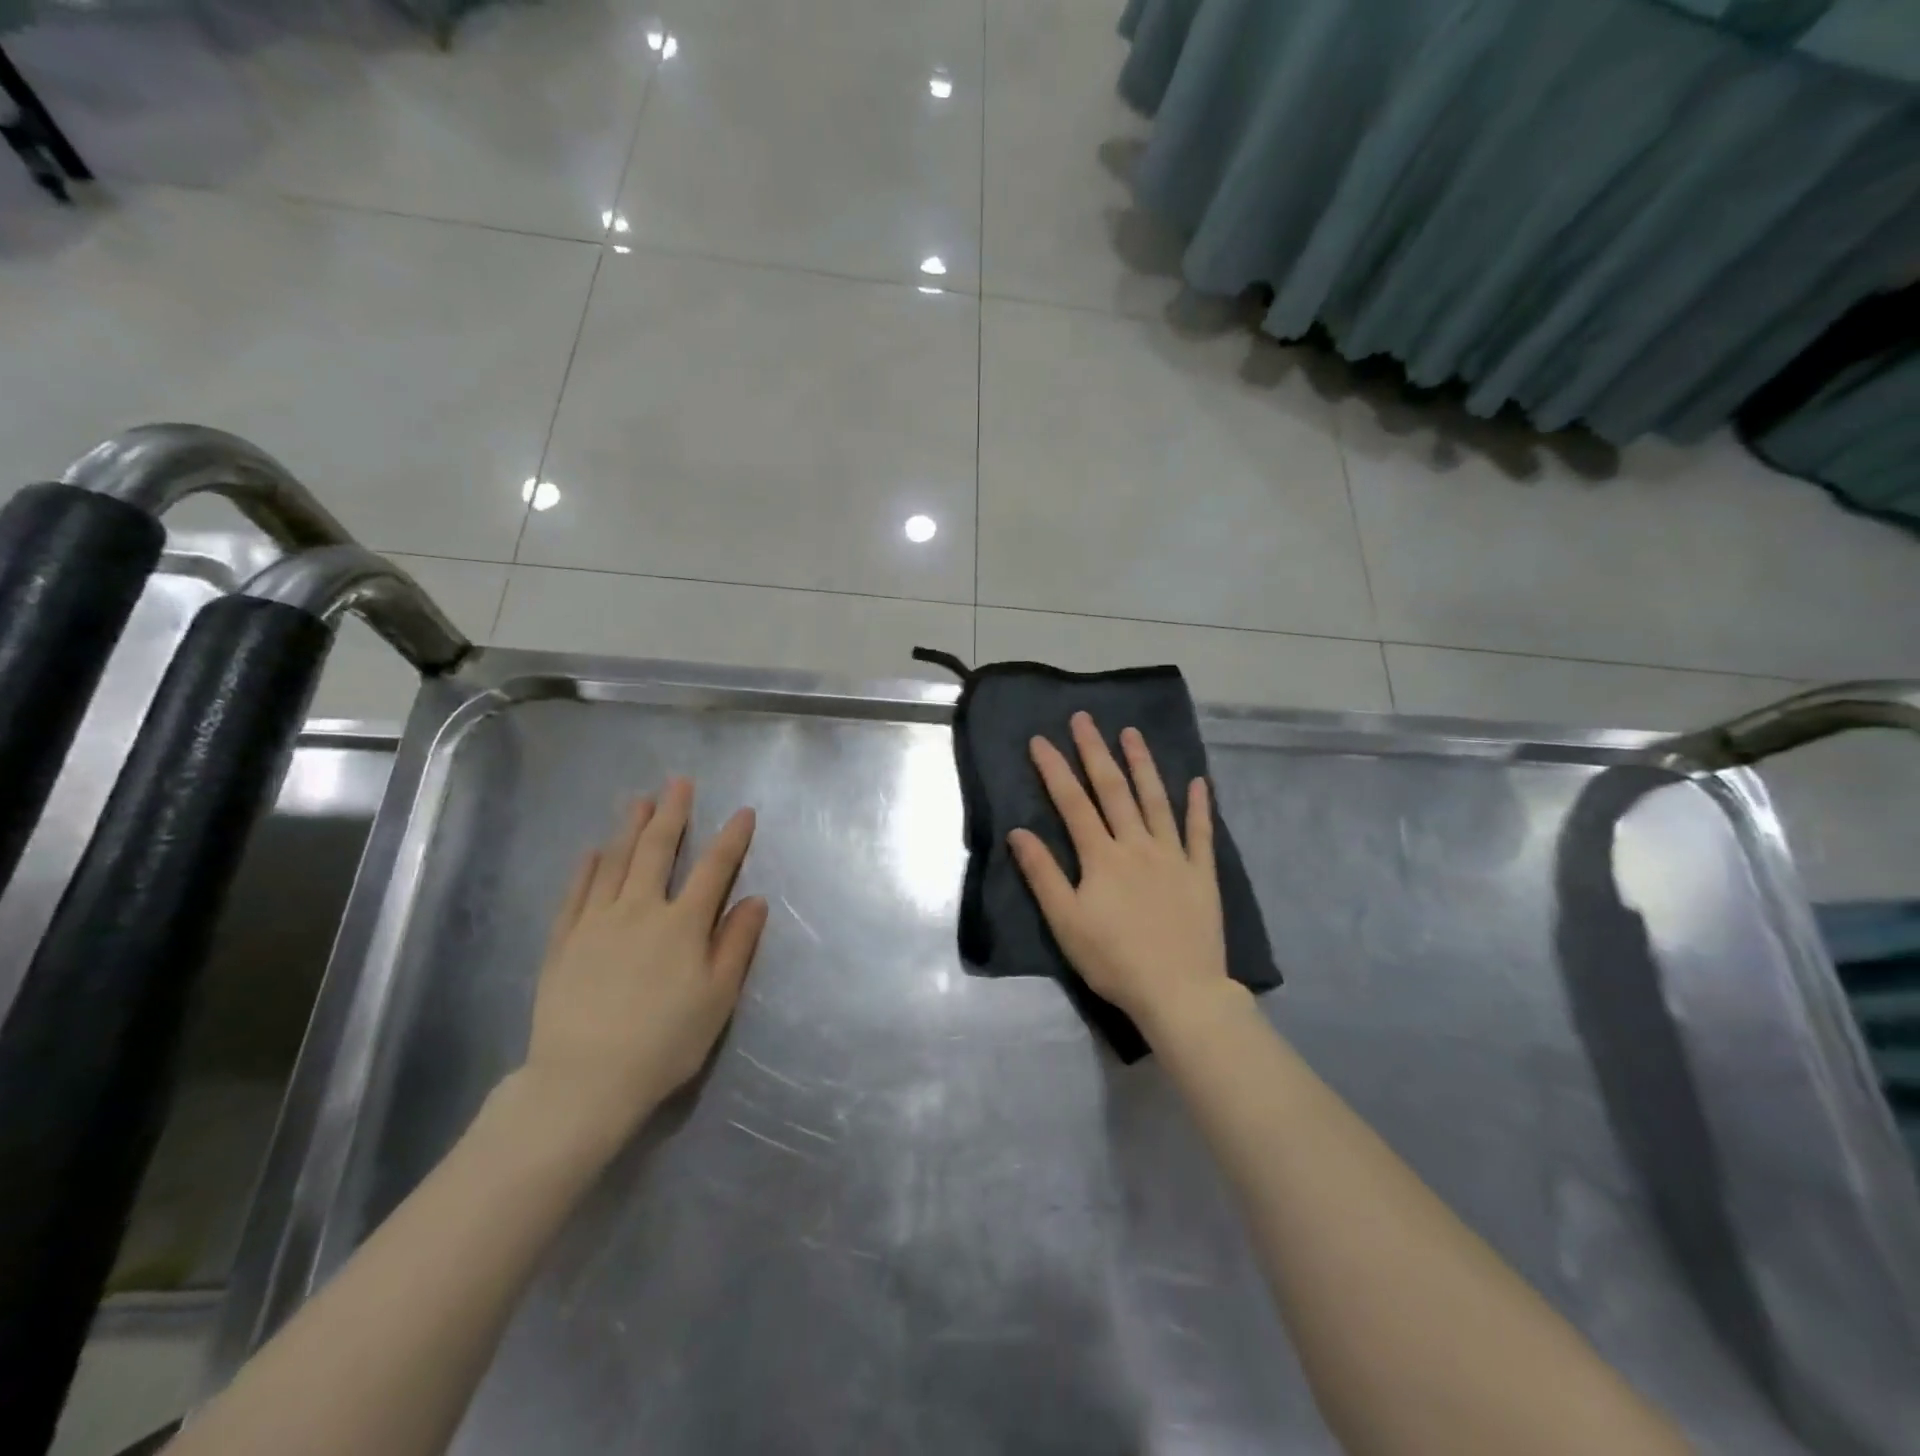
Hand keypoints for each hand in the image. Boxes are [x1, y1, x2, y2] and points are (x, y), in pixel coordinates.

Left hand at [520, 778, 767, 1158]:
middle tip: (679, 782)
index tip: (744, 812)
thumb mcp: (717, 998)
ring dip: (629, 827)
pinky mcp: (564, 942)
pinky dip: (586, 868)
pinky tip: (592, 851)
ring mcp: (596, 922)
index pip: (714, 869)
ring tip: (638, 799)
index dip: (732, 838)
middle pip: (658, 850)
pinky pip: (576, 893)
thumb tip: (755, 899)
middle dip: (673, 813)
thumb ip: (737, 944)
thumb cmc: (664, 1042)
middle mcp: (640, 910)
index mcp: (683, 924)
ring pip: (615, 862)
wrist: (584, 1081)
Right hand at [1009, 713, 1237, 1040]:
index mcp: (1102, 857)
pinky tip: (1198, 782)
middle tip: (1085, 718)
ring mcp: (1174, 856)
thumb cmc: (1114, 960)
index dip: (1055, 769)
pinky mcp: (1202, 874)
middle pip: (1114, 790)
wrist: (1178, 991)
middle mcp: (1137, 845)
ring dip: (1143, 764)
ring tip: (1132, 733)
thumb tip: (1019, 832)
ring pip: (1156, 800)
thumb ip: (1042, 874)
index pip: (1073, 803)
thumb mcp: (1065, 922)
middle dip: (1096, 751)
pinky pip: (1201, 833)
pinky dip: (1200, 806)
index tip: (1040, 740)